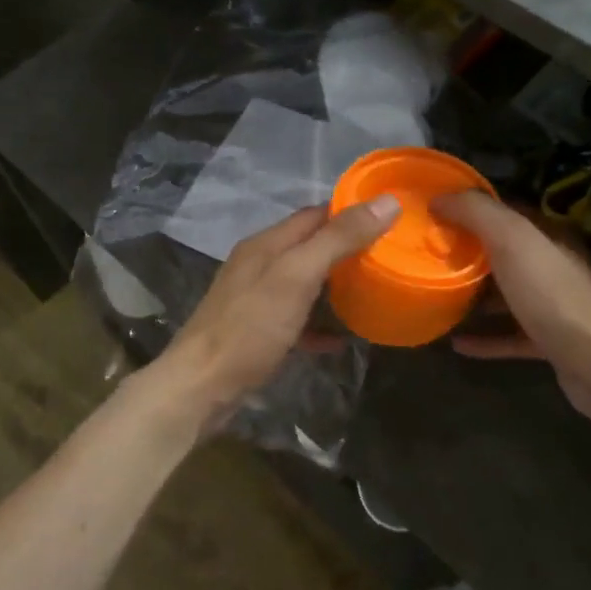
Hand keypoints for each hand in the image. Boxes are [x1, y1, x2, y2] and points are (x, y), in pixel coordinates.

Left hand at [157, 197, 400, 427]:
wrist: (200, 387)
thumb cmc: (250, 326)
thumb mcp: (298, 276)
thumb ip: (339, 239)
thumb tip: (386, 202)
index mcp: (267, 244)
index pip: (316, 214)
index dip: (351, 211)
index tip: (390, 218)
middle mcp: (259, 265)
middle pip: (310, 247)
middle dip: (347, 249)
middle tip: (390, 257)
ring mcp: (256, 300)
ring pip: (305, 283)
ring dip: (336, 286)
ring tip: (374, 291)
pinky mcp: (257, 332)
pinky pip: (297, 320)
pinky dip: (319, 324)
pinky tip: (341, 338)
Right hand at [432, 191, 590, 430]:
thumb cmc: (554, 295)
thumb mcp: (514, 241)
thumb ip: (478, 213)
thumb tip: (441, 196)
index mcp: (548, 236)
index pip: (506, 212)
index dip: (470, 208)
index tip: (433, 212)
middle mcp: (553, 266)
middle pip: (504, 254)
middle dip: (468, 253)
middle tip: (427, 256)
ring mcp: (554, 307)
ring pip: (507, 295)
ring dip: (476, 296)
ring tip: (437, 297)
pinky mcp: (550, 343)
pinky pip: (510, 336)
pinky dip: (486, 338)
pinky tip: (458, 344)